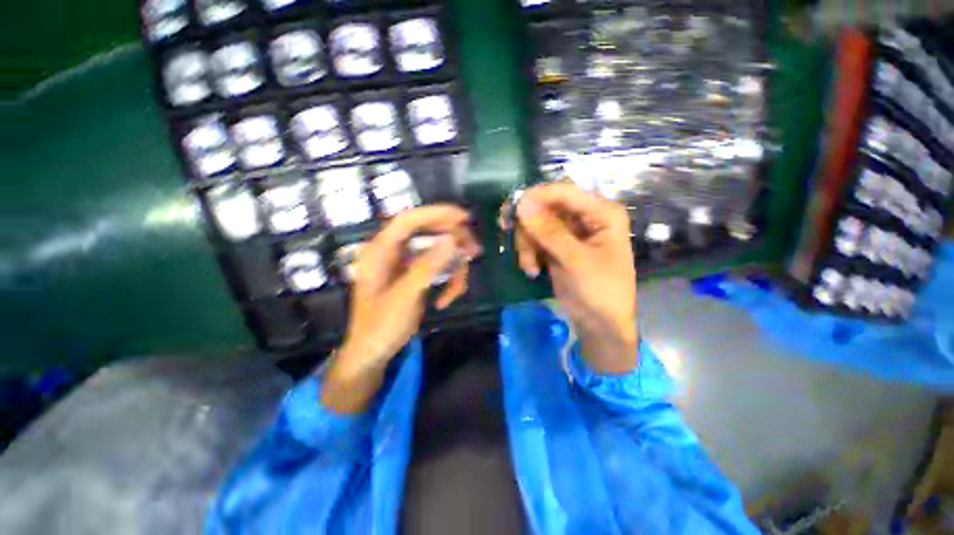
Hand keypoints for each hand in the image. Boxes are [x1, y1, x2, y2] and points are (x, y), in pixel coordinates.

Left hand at [322, 205, 480, 413]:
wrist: (373, 353)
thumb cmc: (380, 326)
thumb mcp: (404, 296)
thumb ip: (427, 266)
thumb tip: (452, 239)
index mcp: (381, 251)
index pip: (409, 220)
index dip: (436, 213)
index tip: (463, 217)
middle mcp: (393, 251)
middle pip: (428, 232)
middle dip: (453, 242)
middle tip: (474, 251)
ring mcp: (406, 264)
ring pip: (438, 252)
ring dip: (453, 268)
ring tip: (458, 289)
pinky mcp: (416, 275)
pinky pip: (439, 269)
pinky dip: (448, 282)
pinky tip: (445, 300)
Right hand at [509, 183, 638, 373]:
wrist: (600, 324)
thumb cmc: (600, 292)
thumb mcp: (575, 262)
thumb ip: (549, 232)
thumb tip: (522, 204)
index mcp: (602, 213)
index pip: (564, 191)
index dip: (537, 197)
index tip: (514, 211)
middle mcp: (586, 216)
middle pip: (545, 207)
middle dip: (529, 228)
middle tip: (520, 248)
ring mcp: (570, 232)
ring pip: (535, 224)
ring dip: (527, 245)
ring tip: (530, 268)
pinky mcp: (557, 246)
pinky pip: (534, 239)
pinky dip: (529, 253)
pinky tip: (533, 271)